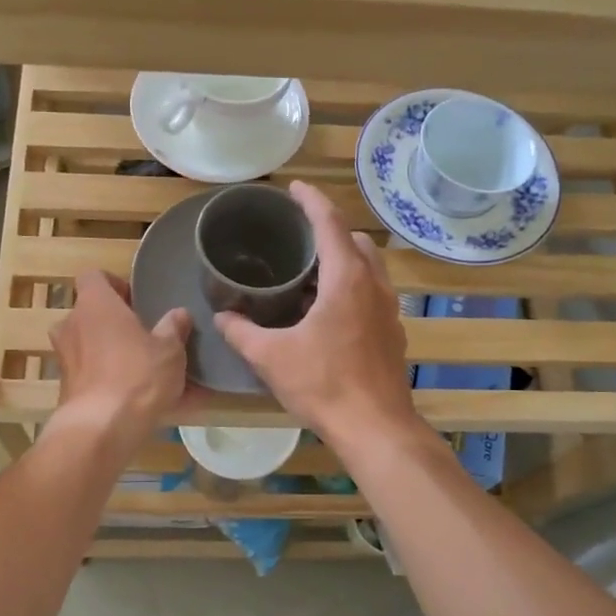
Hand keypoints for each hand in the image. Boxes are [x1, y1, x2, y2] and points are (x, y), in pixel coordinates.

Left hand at [48, 270, 190, 458]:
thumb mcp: (169, 349)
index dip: (114, 284)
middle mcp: (72, 326)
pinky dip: (112, 383)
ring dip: (112, 354)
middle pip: (90, 314)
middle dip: (115, 324)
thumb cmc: (137, 375)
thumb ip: (174, 328)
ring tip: (145, 371)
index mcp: (94, 304)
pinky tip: (141, 402)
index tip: (136, 300)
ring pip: (91, 348)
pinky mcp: (66, 390)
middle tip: (143, 336)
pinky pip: (94, 378)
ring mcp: (65, 359)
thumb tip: (179, 314)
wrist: (101, 428)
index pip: (93, 276)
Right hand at [215, 181, 421, 451]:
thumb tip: (222, 317)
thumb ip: (242, 333)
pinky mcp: (392, 333)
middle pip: (355, 242)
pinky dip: (352, 287)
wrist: (375, 427)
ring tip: (310, 272)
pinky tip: (327, 312)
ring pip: (369, 268)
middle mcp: (375, 286)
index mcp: (348, 279)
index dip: (311, 200)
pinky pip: (372, 294)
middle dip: (329, 230)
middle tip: (298, 236)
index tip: (294, 188)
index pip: (330, 223)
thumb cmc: (324, 384)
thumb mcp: (271, 357)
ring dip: (343, 260)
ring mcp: (389, 310)